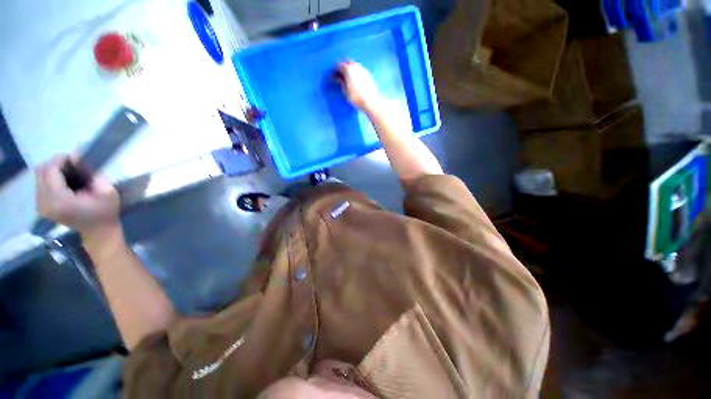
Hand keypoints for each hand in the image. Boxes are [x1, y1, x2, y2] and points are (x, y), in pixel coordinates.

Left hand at [36, 155, 119, 236]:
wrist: (98, 232)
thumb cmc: (106, 212)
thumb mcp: (107, 192)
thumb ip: (93, 174)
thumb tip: (77, 159)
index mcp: (59, 199)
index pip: (50, 169)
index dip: (62, 160)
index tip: (77, 159)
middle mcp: (44, 201)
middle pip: (41, 171)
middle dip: (57, 165)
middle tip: (74, 167)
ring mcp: (41, 205)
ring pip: (40, 177)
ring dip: (54, 172)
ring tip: (71, 176)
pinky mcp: (41, 206)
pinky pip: (41, 185)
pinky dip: (52, 180)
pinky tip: (65, 185)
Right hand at [336, 61, 380, 111]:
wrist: (370, 101)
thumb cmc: (356, 97)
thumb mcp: (345, 91)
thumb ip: (341, 82)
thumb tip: (337, 78)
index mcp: (348, 69)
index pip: (338, 65)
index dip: (334, 70)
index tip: (332, 75)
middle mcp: (356, 66)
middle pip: (347, 62)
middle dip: (343, 67)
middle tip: (340, 75)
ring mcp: (363, 69)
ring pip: (354, 65)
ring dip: (350, 69)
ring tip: (347, 78)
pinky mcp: (368, 74)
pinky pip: (360, 70)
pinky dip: (356, 72)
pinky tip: (355, 80)